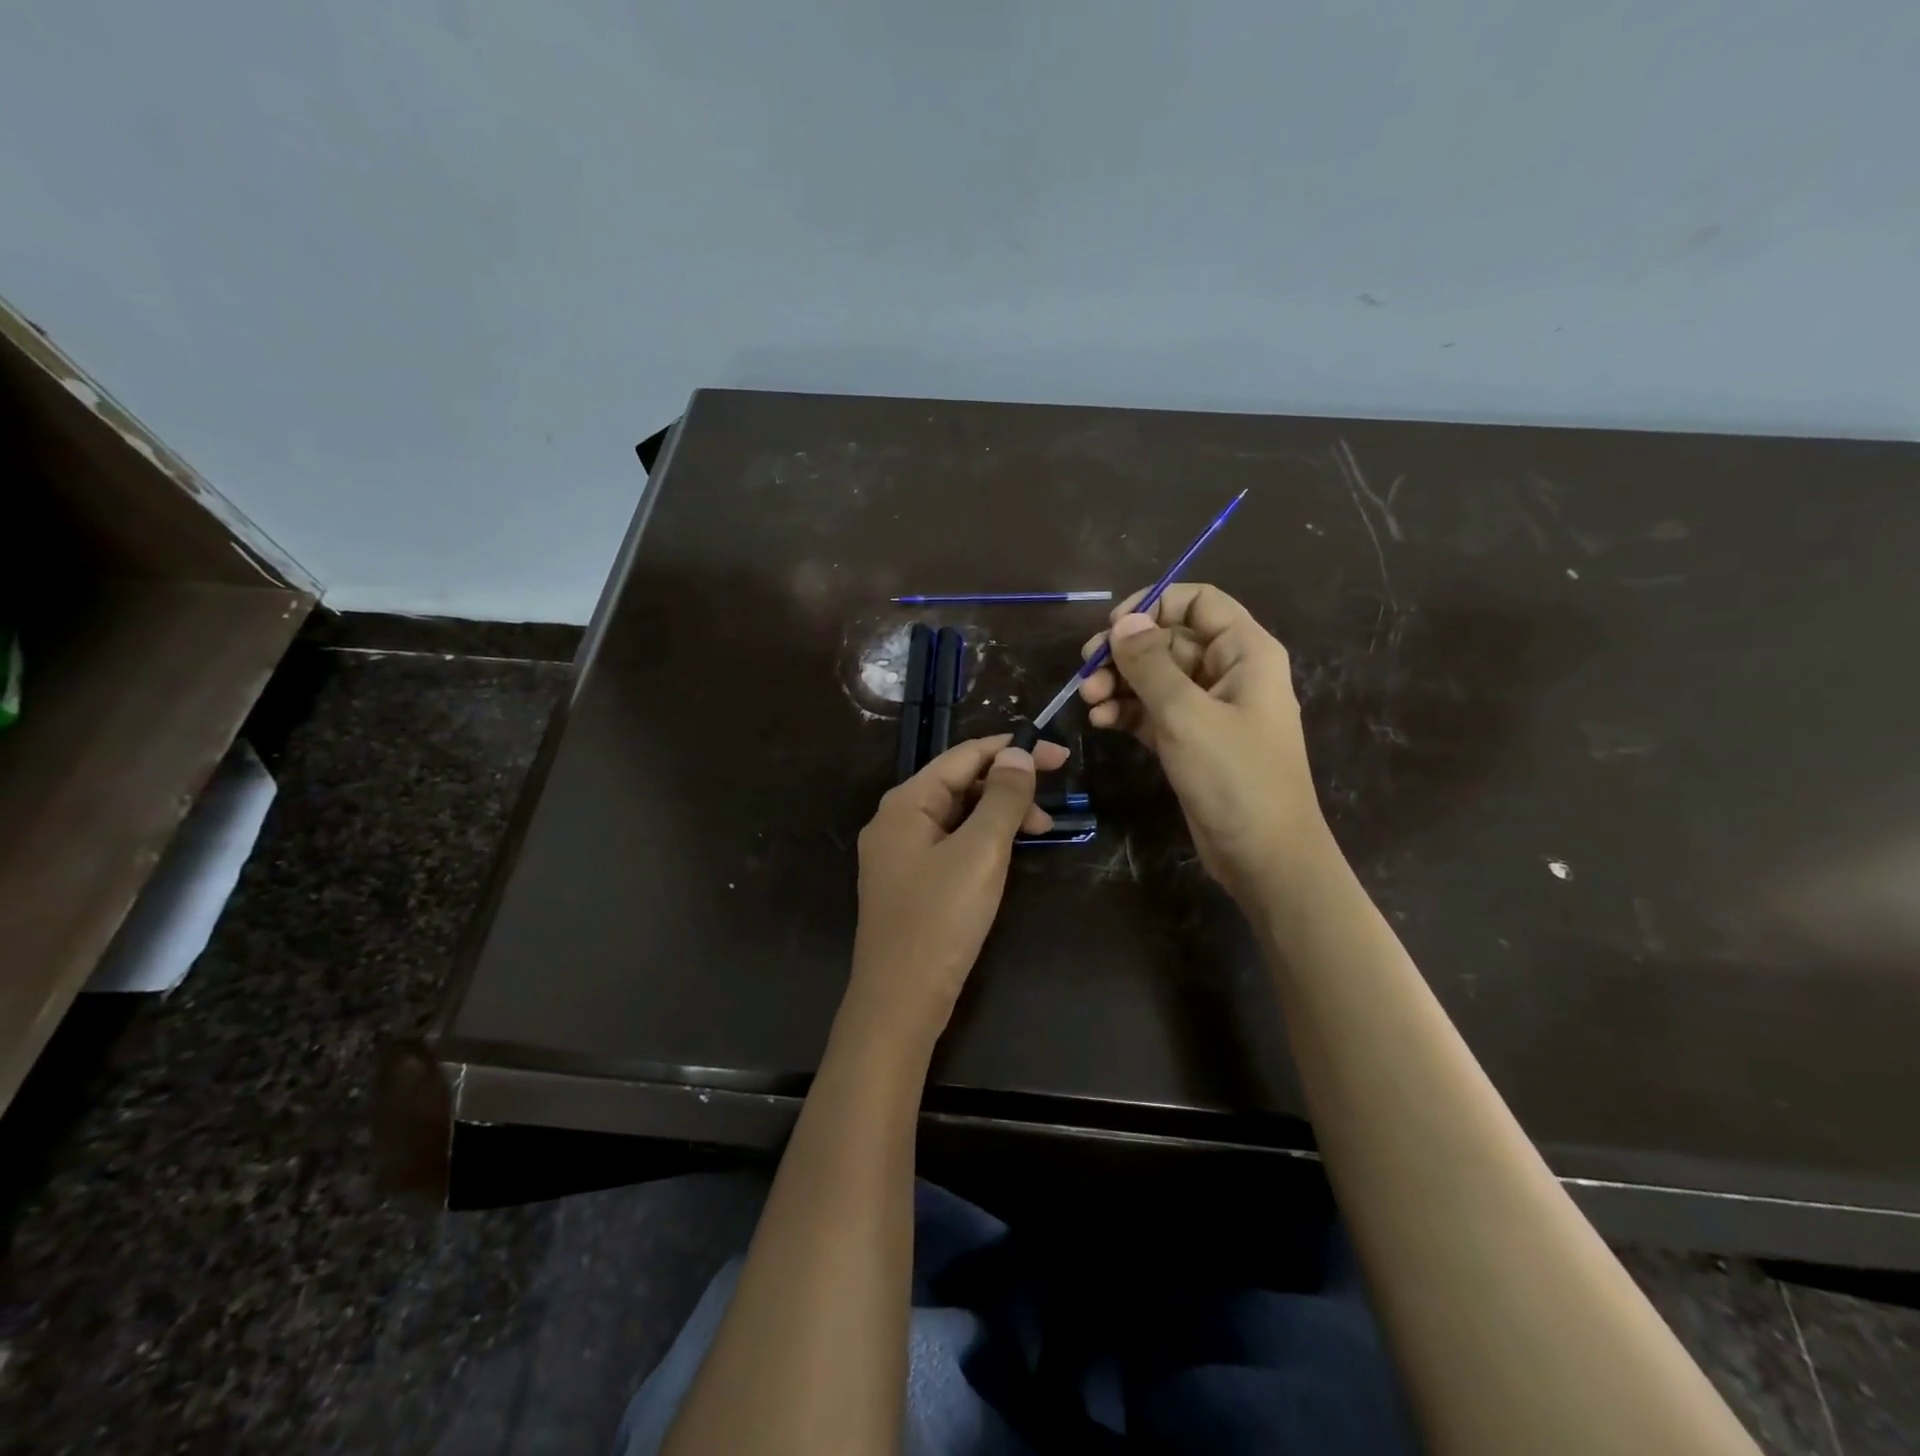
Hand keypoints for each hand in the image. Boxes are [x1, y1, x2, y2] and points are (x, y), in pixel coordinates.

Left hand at [845, 734, 1069, 1046]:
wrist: (899, 1001)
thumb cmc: (940, 920)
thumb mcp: (980, 852)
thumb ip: (1002, 798)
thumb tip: (1019, 755)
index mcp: (905, 802)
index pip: (963, 756)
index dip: (1013, 750)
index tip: (1059, 755)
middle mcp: (896, 820)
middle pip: (958, 783)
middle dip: (1007, 785)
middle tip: (1054, 800)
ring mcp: (899, 854)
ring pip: (957, 815)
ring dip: (999, 814)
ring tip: (1041, 829)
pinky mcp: (910, 882)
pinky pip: (951, 843)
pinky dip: (982, 839)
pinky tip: (1008, 852)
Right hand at [1079, 583, 1327, 899]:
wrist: (1263, 856)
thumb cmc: (1235, 777)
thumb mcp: (1187, 715)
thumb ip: (1150, 663)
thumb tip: (1123, 621)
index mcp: (1245, 652)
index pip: (1198, 602)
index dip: (1154, 605)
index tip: (1113, 628)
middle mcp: (1227, 672)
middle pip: (1168, 640)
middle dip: (1125, 654)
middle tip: (1086, 672)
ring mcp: (1207, 708)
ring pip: (1155, 677)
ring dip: (1119, 684)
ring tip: (1089, 702)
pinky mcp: (1190, 739)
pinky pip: (1152, 711)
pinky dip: (1126, 711)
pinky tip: (1101, 722)